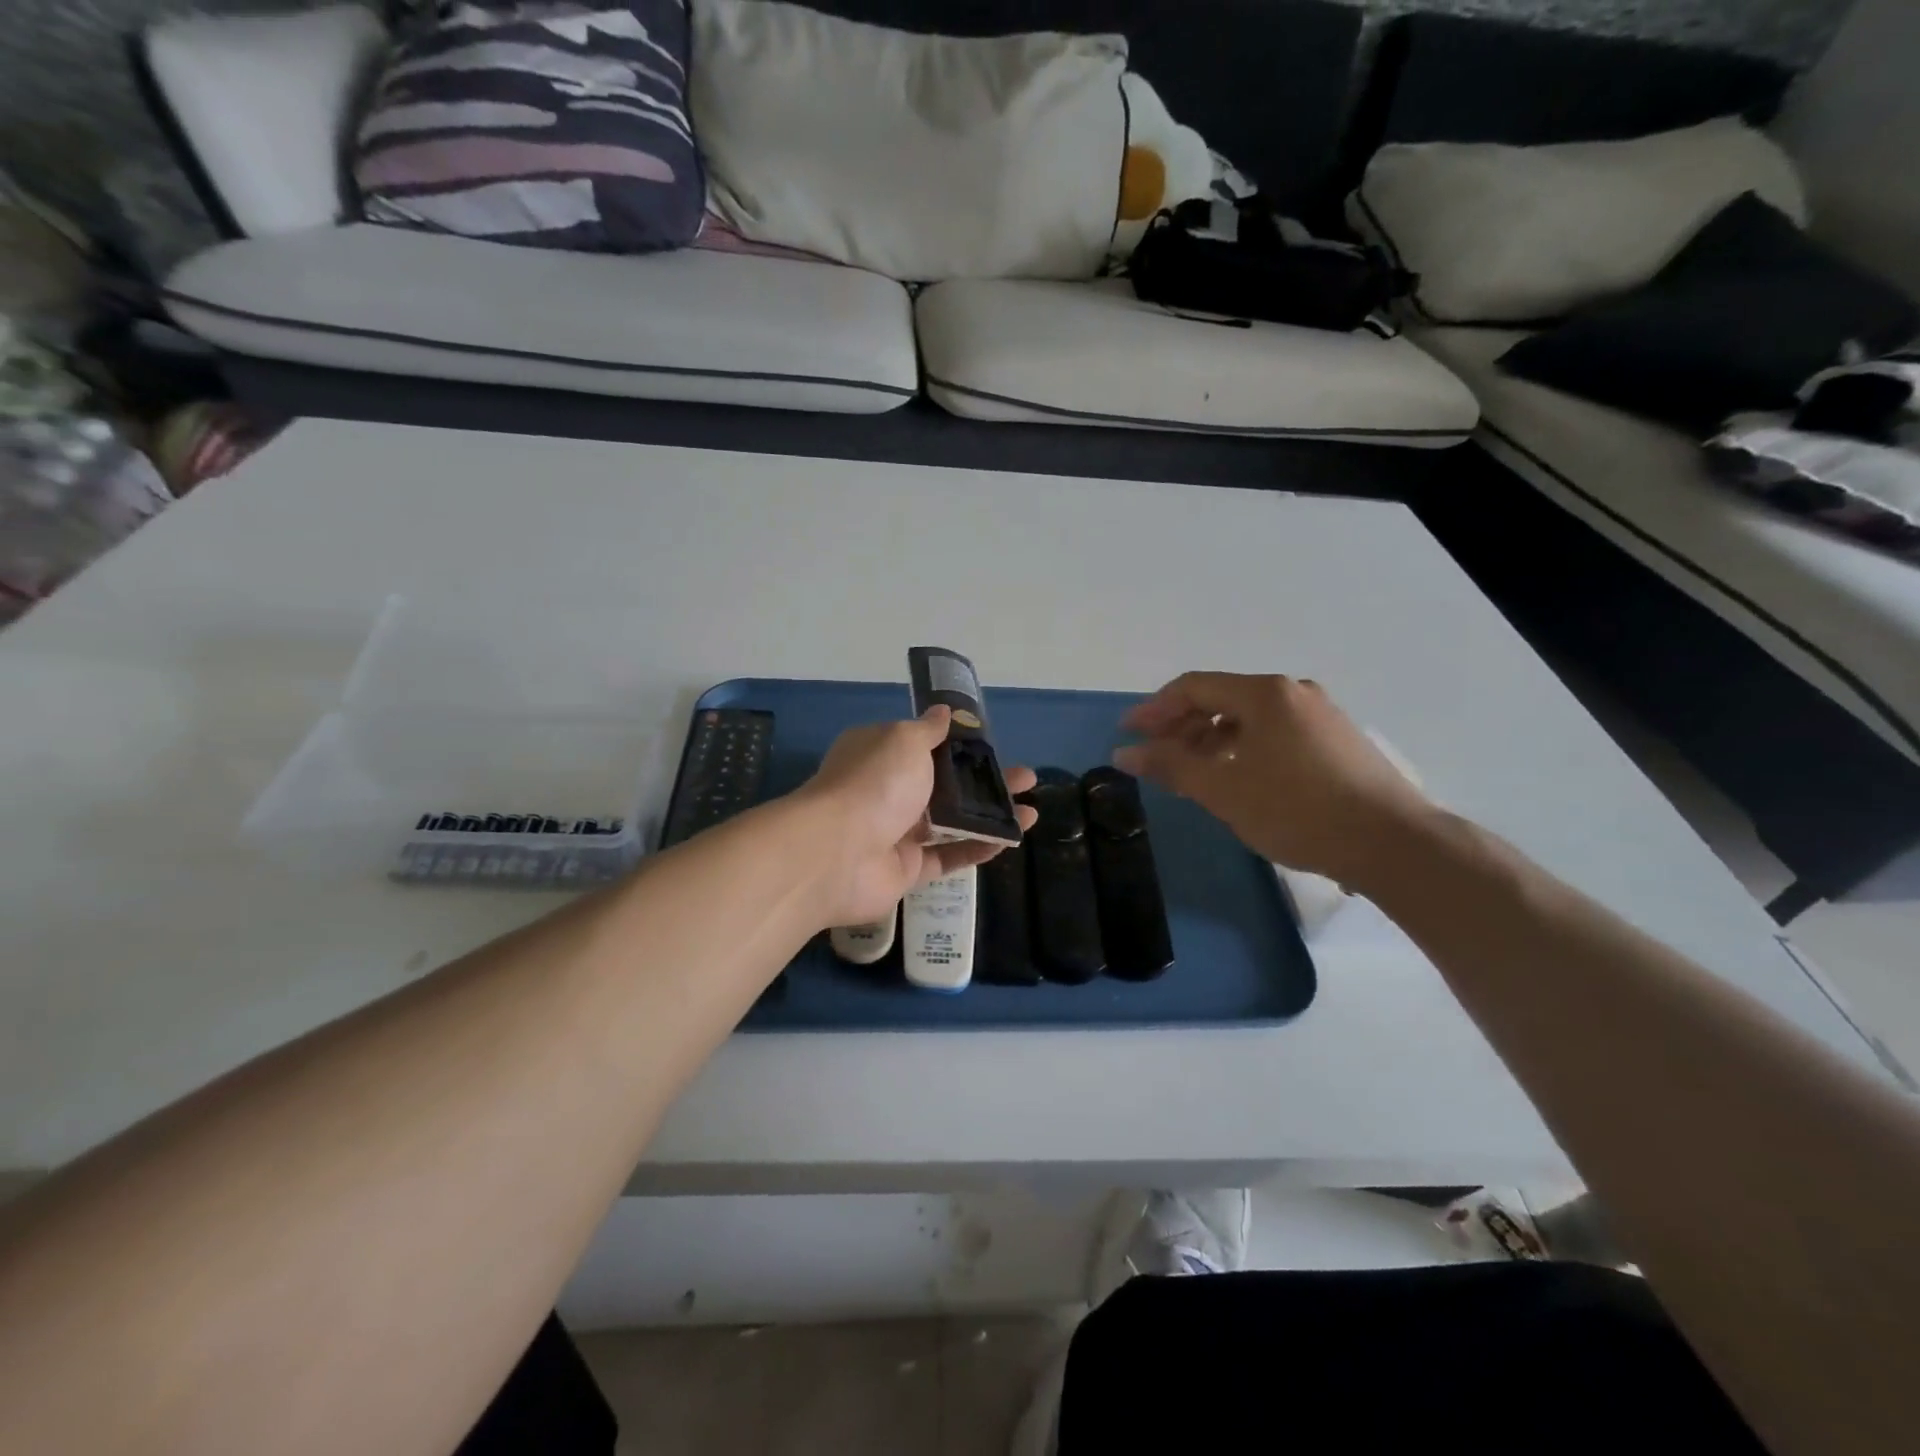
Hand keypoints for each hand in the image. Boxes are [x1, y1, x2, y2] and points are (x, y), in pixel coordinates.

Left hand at [793, 707, 1038, 929]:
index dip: (960, 745)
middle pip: (946, 785)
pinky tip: (1010, 839)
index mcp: (881, 754)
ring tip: (1031, 812)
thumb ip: (929, 730)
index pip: (925, 745)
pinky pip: (948, 857)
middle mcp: (888, 791)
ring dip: (991, 815)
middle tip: (1026, 779)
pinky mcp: (907, 870)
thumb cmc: (874, 783)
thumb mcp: (904, 740)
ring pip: (952, 822)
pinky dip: (978, 848)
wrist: (837, 853)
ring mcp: (897, 832)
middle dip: (987, 781)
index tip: (993, 745)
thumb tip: (943, 710)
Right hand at [1113, 673, 1432, 888]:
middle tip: (1155, 756)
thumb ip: (1170, 765)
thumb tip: (1124, 752)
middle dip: (1181, 726)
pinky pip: (1274, 733)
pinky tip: (1236, 778)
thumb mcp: (1223, 789)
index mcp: (1265, 694)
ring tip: (1191, 773)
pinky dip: (1242, 748)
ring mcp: (1320, 715)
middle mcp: (1293, 693)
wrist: (1392, 844)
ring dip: (1211, 740)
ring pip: (1249, 718)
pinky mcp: (1337, 741)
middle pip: (1221, 699)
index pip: (1194, 687)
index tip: (1129, 734)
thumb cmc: (1297, 810)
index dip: (1155, 709)